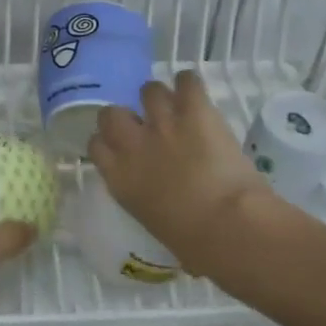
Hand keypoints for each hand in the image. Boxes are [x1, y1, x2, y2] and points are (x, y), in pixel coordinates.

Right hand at [88, 71, 287, 278]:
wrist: (229, 226)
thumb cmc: (195, 244)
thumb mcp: (155, 224)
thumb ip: (148, 202)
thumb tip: (162, 203)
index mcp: (119, 178)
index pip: (96, 145)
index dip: (108, 142)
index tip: (122, 147)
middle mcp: (133, 144)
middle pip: (112, 113)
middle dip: (126, 115)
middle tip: (146, 125)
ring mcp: (163, 122)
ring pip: (149, 90)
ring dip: (161, 98)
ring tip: (176, 106)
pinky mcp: (194, 110)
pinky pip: (187, 80)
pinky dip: (190, 84)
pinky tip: (196, 93)